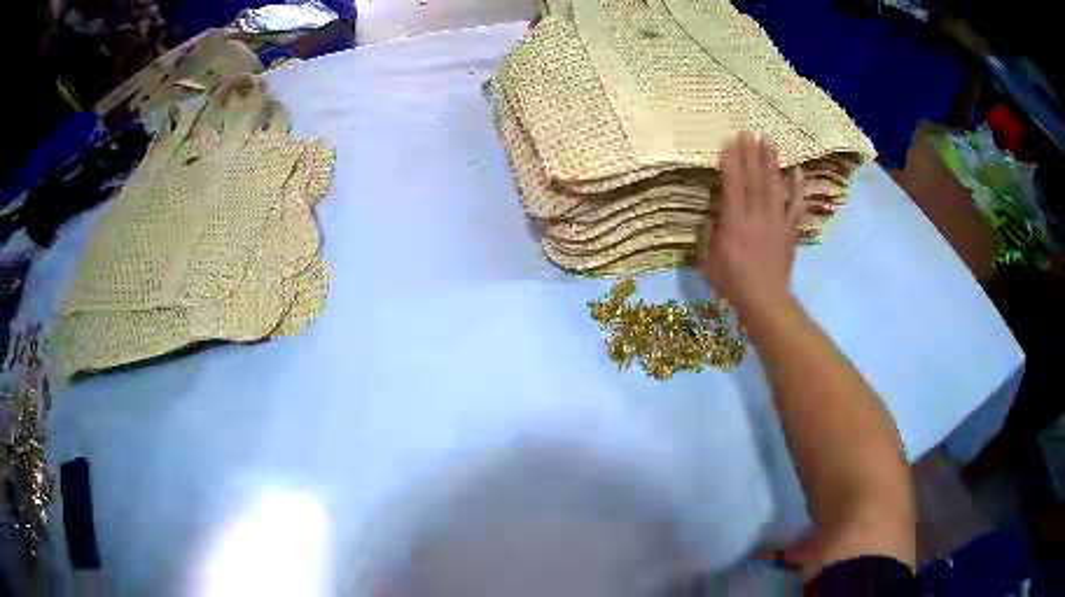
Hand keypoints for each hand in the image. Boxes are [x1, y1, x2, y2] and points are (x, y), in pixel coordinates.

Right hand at [699, 133, 804, 316]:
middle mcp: (757, 216)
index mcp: (735, 223)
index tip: (729, 142)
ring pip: (775, 186)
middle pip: (754, 179)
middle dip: (750, 154)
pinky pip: (795, 206)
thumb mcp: (708, 262)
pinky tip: (797, 171)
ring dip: (772, 162)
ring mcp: (776, 222)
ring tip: (769, 141)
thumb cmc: (732, 284)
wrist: (765, 301)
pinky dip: (797, 188)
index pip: (733, 185)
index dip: (730, 162)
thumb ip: (707, 236)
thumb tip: (709, 217)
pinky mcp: (789, 231)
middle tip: (747, 132)